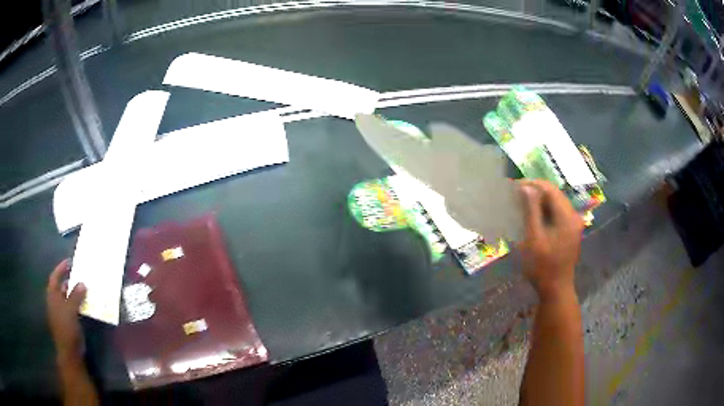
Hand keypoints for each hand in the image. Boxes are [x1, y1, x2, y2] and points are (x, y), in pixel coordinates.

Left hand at [46, 259, 86, 364]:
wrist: (70, 352)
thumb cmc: (67, 329)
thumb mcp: (71, 311)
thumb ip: (76, 296)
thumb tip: (82, 283)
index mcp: (53, 296)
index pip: (55, 277)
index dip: (61, 268)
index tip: (70, 262)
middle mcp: (55, 302)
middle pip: (61, 287)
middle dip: (70, 281)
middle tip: (81, 276)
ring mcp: (62, 313)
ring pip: (68, 298)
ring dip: (76, 294)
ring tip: (86, 289)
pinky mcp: (69, 322)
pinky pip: (73, 308)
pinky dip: (79, 304)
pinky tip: (86, 305)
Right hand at [518, 179, 582, 300]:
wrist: (556, 290)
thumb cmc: (542, 267)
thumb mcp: (533, 238)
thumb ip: (530, 211)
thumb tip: (525, 186)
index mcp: (567, 216)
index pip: (550, 189)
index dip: (532, 184)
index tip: (514, 187)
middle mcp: (573, 216)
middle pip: (554, 194)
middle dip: (535, 191)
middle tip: (515, 195)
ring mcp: (573, 223)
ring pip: (555, 203)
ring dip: (539, 201)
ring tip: (521, 204)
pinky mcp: (570, 231)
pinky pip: (557, 213)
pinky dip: (544, 211)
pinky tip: (532, 216)